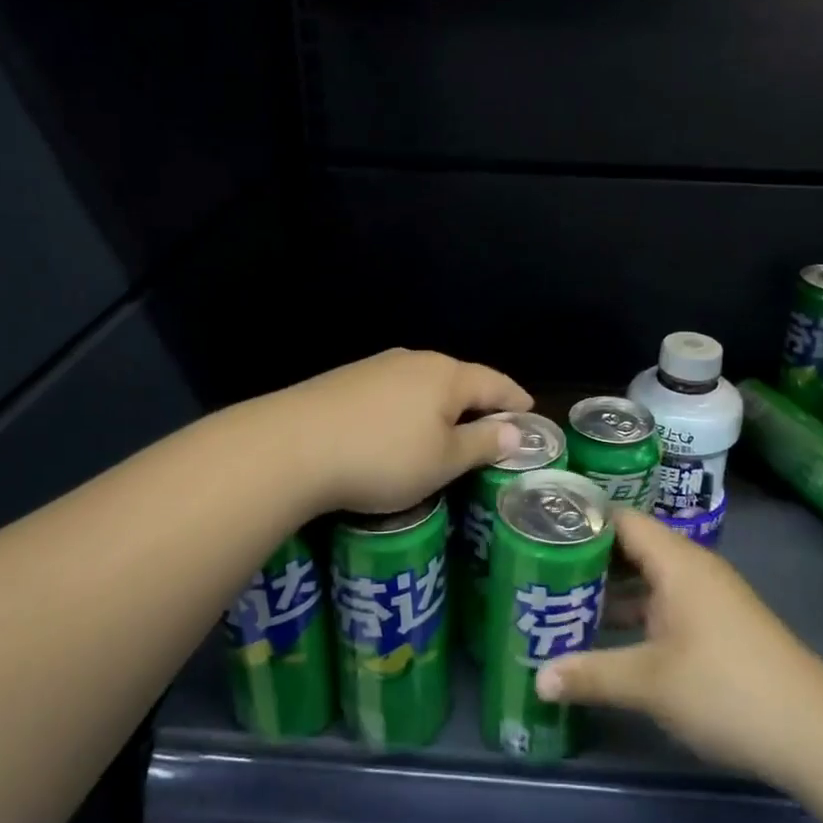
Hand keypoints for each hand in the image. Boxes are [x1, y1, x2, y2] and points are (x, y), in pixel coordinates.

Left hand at [273, 349, 533, 515]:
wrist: (291, 446)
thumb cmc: (383, 457)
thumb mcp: (443, 461)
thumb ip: (482, 444)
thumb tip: (515, 431)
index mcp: (447, 375)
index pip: (495, 383)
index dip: (516, 400)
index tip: (531, 413)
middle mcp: (414, 361)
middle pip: (459, 378)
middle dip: (479, 402)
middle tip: (493, 427)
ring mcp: (376, 367)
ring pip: (424, 385)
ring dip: (442, 406)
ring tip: (448, 430)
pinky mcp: (346, 381)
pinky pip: (394, 392)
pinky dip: (410, 409)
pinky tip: (400, 429)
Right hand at [535, 509, 822, 788]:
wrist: (813, 731)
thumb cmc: (725, 688)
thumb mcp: (649, 682)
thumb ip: (591, 674)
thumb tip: (538, 679)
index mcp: (677, 561)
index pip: (621, 519)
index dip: (582, 520)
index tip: (539, 530)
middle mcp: (692, 569)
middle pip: (632, 548)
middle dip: (588, 559)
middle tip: (538, 568)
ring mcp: (707, 598)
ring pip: (648, 580)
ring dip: (610, 590)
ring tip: (559, 600)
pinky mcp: (716, 626)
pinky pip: (664, 604)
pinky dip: (634, 613)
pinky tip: (605, 636)